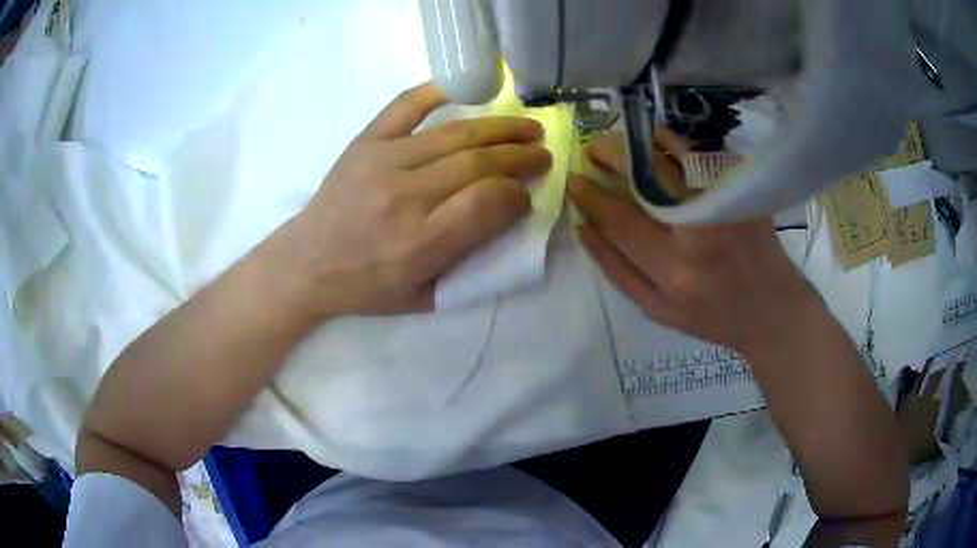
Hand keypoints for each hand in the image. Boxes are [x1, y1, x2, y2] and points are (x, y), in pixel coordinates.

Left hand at [280, 82, 551, 317]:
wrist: (306, 263)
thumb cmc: (365, 286)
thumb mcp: (423, 297)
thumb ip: (470, 264)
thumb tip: (510, 215)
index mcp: (418, 243)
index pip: (486, 203)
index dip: (516, 195)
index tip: (526, 197)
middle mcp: (403, 197)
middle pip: (477, 163)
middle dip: (519, 157)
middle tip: (542, 155)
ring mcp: (382, 161)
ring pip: (455, 134)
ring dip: (499, 128)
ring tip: (527, 127)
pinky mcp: (365, 142)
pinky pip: (406, 105)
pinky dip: (438, 92)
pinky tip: (469, 90)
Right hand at [569, 129, 820, 355]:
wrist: (773, 310)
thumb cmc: (714, 317)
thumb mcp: (659, 311)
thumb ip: (618, 272)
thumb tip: (584, 228)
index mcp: (673, 271)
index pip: (620, 221)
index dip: (590, 196)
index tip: (573, 180)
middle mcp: (698, 234)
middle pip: (645, 183)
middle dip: (611, 157)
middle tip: (593, 149)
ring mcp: (724, 208)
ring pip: (674, 163)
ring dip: (640, 144)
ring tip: (620, 141)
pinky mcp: (742, 194)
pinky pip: (701, 159)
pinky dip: (675, 144)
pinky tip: (658, 140)